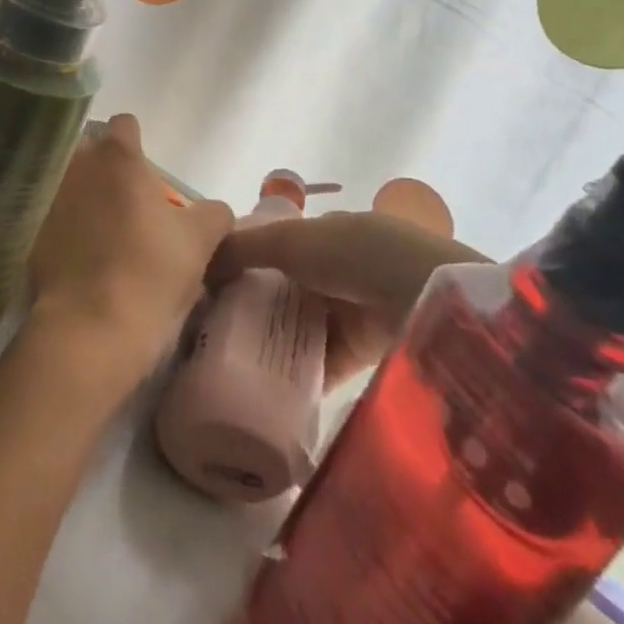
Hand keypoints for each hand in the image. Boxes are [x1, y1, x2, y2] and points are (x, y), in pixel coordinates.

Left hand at [29, 115, 234, 386]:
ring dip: (80, 196)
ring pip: (66, 182)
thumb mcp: (200, 240)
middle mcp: (75, 164)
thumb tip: (212, 210)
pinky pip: (47, 216)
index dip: (137, 144)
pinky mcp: (28, 231)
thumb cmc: (150, 271)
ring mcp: (45, 196)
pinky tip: (77, 257)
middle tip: (126, 205)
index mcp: (117, 155)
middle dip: (105, 169)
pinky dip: (59, 227)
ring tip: (99, 232)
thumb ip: (212, 213)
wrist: (90, 329)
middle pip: (90, 151)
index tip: (146, 175)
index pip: (125, 125)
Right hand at [208, 211, 484, 386]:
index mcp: (326, 233)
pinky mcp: (363, 353)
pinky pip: (321, 364)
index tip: (208, 287)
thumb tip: (197, 261)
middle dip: (252, 307)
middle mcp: (338, 270)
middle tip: (209, 333)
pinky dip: (296, 375)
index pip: (276, 246)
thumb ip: (245, 248)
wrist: (426, 296)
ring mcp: (352, 311)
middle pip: (284, 289)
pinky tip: (262, 389)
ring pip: (300, 327)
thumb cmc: (356, 253)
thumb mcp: (293, 240)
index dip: (244, 262)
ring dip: (271, 342)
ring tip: (225, 364)